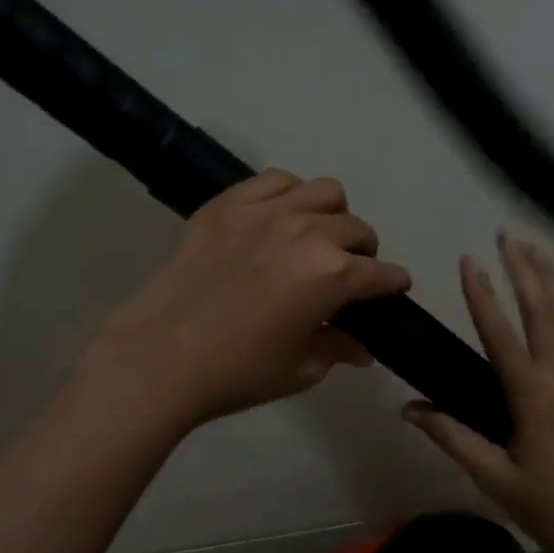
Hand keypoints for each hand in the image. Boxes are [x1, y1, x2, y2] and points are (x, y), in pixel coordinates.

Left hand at [81, 170, 411, 429]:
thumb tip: (361, 347)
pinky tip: (278, 216)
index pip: (380, 273)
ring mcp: (266, 211)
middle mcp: (308, 232)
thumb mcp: (300, 369)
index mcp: (332, 275)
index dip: (393, 283)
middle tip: (348, 272)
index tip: (393, 288)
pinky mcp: (228, 204)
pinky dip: (288, 194)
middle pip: (357, 228)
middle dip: (363, 251)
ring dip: (332, 215)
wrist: (159, 357)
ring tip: (317, 236)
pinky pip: (275, 180)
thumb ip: (338, 349)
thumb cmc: (237, 372)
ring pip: (323, 192)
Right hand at [402, 233, 553, 552]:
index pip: (503, 334)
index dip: (483, 295)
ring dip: (547, 277)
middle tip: (507, 233)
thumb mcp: (494, 477)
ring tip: (531, 246)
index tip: (469, 259)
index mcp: (535, 396)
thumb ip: (452, 436)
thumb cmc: (550, 507)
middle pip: (543, 309)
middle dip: (524, 268)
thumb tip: (408, 408)